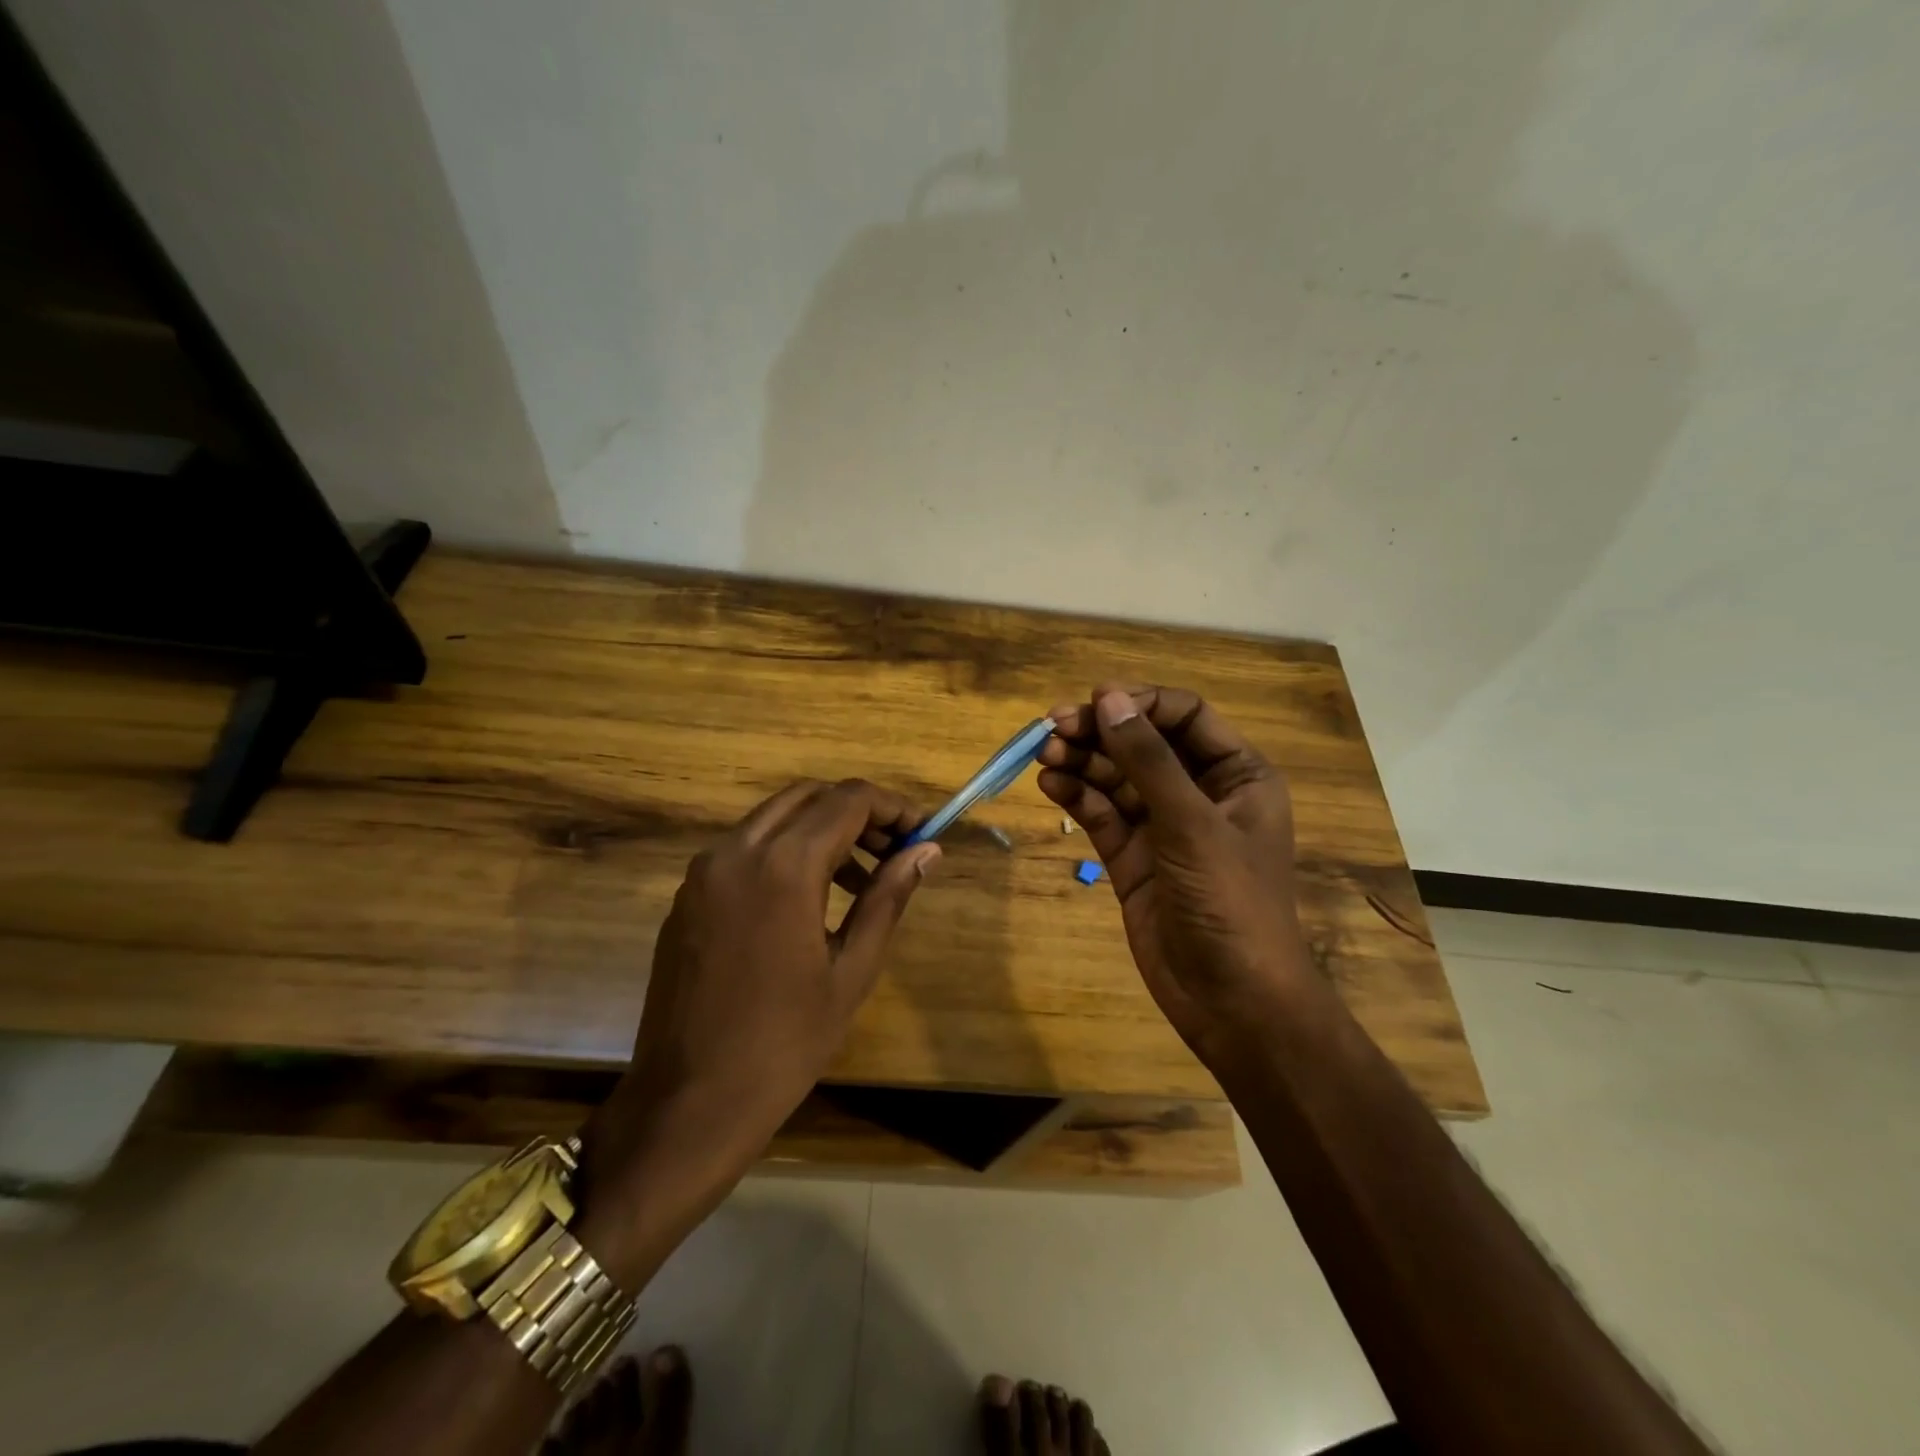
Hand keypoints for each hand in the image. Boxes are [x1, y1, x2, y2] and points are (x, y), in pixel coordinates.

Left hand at [582, 780, 936, 1235]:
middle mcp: (737, 851)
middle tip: (893, 850)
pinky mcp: (687, 896)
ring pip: (774, 818)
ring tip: (860, 881)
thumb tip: (927, 851)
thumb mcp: (852, 971)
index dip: (893, 808)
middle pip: (808, 797)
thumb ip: (888, 898)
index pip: (848, 800)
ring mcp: (704, 871)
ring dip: (821, 830)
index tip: (923, 832)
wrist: (687, 1105)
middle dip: (857, 812)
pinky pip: (745, 849)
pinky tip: (808, 901)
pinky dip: (785, 852)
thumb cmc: (784, 1044)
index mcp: (783, 866)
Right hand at [1037, 685, 1313, 1062]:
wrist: (1232, 1001)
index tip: (1094, 700)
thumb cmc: (1230, 903)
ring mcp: (1163, 827)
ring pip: (1116, 778)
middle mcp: (1200, 793)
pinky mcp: (1133, 857)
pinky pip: (1102, 814)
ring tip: (1043, 754)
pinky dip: (1077, 797)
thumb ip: (1148, 760)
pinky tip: (1049, 785)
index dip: (1140, 703)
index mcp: (1237, 775)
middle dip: (1099, 732)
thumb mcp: (1191, 824)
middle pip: (1143, 744)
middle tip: (1052, 728)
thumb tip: (1109, 698)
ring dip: (1081, 762)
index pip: (1185, 716)